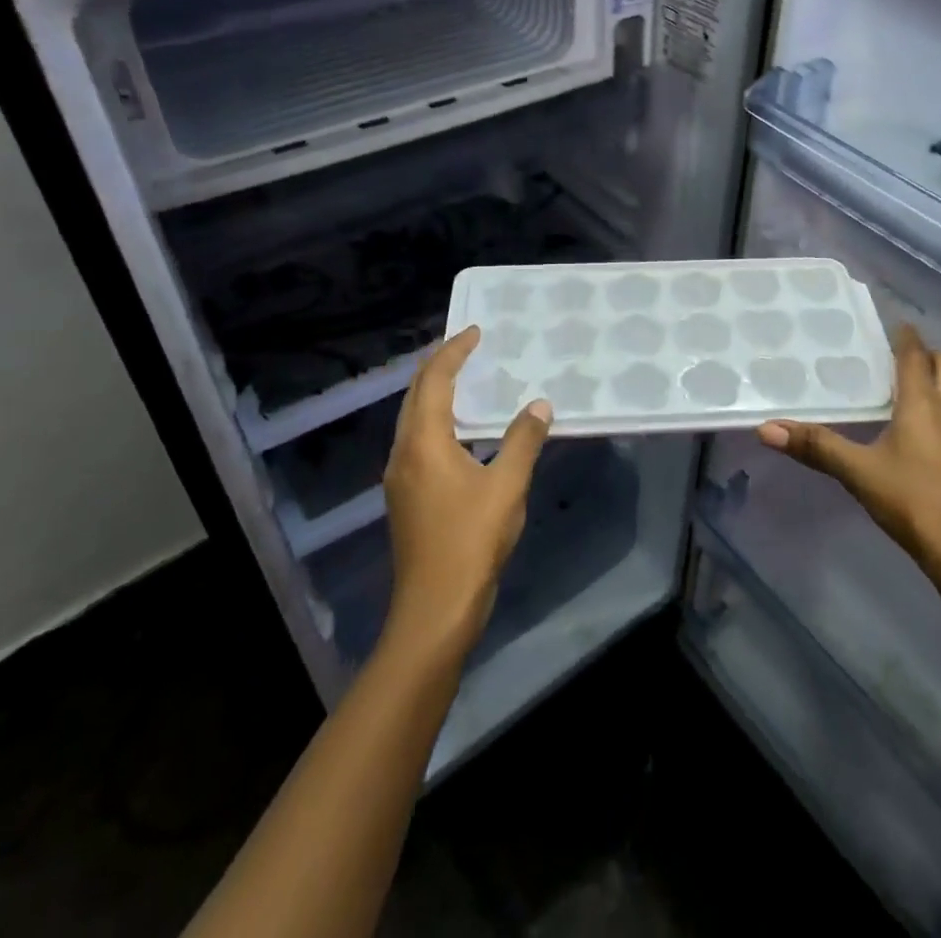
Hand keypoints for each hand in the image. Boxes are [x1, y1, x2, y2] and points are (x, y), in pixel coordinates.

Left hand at [381, 327, 551, 656]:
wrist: (434, 609)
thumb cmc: (471, 541)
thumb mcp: (507, 486)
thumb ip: (523, 440)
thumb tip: (539, 404)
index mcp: (423, 443)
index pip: (434, 381)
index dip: (453, 352)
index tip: (475, 331)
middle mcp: (403, 453)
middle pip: (415, 396)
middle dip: (439, 366)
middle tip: (467, 346)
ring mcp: (400, 477)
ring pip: (413, 419)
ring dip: (436, 393)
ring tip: (465, 379)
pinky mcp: (406, 496)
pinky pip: (417, 440)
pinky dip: (437, 419)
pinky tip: (462, 430)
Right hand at [758, 325, 940, 610]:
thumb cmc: (914, 501)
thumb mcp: (858, 472)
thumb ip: (816, 447)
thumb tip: (766, 427)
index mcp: (922, 404)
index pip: (915, 357)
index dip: (907, 339)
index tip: (900, 325)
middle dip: (932, 359)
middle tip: (909, 358)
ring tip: (934, 395)